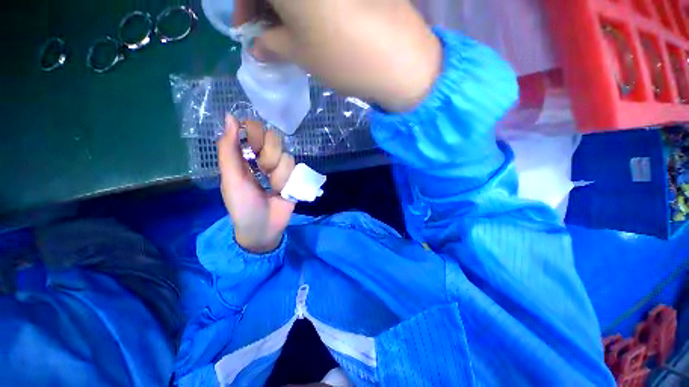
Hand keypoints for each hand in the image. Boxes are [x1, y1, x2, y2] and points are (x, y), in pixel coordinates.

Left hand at [217, 114, 295, 252]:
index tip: (252, 147)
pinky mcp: (294, 176)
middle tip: (262, 172)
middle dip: (268, 156)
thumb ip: (228, 149)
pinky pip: (295, 167)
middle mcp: (264, 156)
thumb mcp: (230, 178)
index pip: (254, 127)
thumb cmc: (242, 205)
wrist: (263, 228)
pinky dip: (287, 180)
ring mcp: (280, 166)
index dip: (255, 134)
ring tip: (272, 188)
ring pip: (286, 154)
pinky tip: (282, 191)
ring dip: (278, 174)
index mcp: (245, 154)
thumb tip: (230, 116)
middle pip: (274, 137)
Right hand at [233, 0, 441, 112]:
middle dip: (264, 6)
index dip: (243, 5)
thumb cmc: (341, 57)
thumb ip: (271, 44)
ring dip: (285, 7)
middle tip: (266, 34)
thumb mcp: (299, 54)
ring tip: (289, 34)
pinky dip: (308, 5)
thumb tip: (257, 45)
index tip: (246, 29)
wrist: (397, 60)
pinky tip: (310, 24)